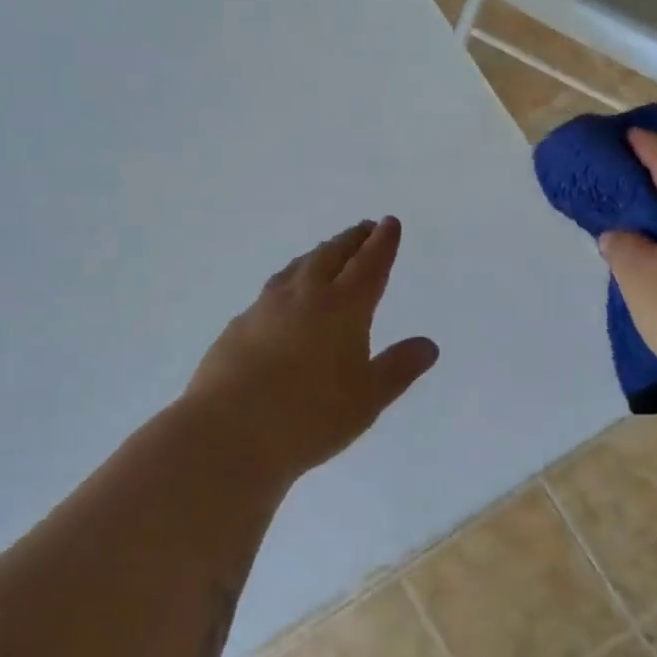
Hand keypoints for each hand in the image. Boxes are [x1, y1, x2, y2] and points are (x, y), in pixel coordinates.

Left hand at [187, 217, 438, 479]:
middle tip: (364, 229)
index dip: (382, 243)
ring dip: (318, 254)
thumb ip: (398, 368)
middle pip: (331, 255)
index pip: (368, 264)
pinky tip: (285, 296)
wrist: (228, 433)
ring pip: (298, 267)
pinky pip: (272, 289)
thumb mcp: (367, 399)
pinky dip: (290, 280)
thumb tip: (428, 345)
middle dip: (352, 240)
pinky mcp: (239, 325)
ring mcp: (266, 308)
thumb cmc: (310, 417)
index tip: (389, 223)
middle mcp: (304, 296)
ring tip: (327, 252)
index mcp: (342, 308)